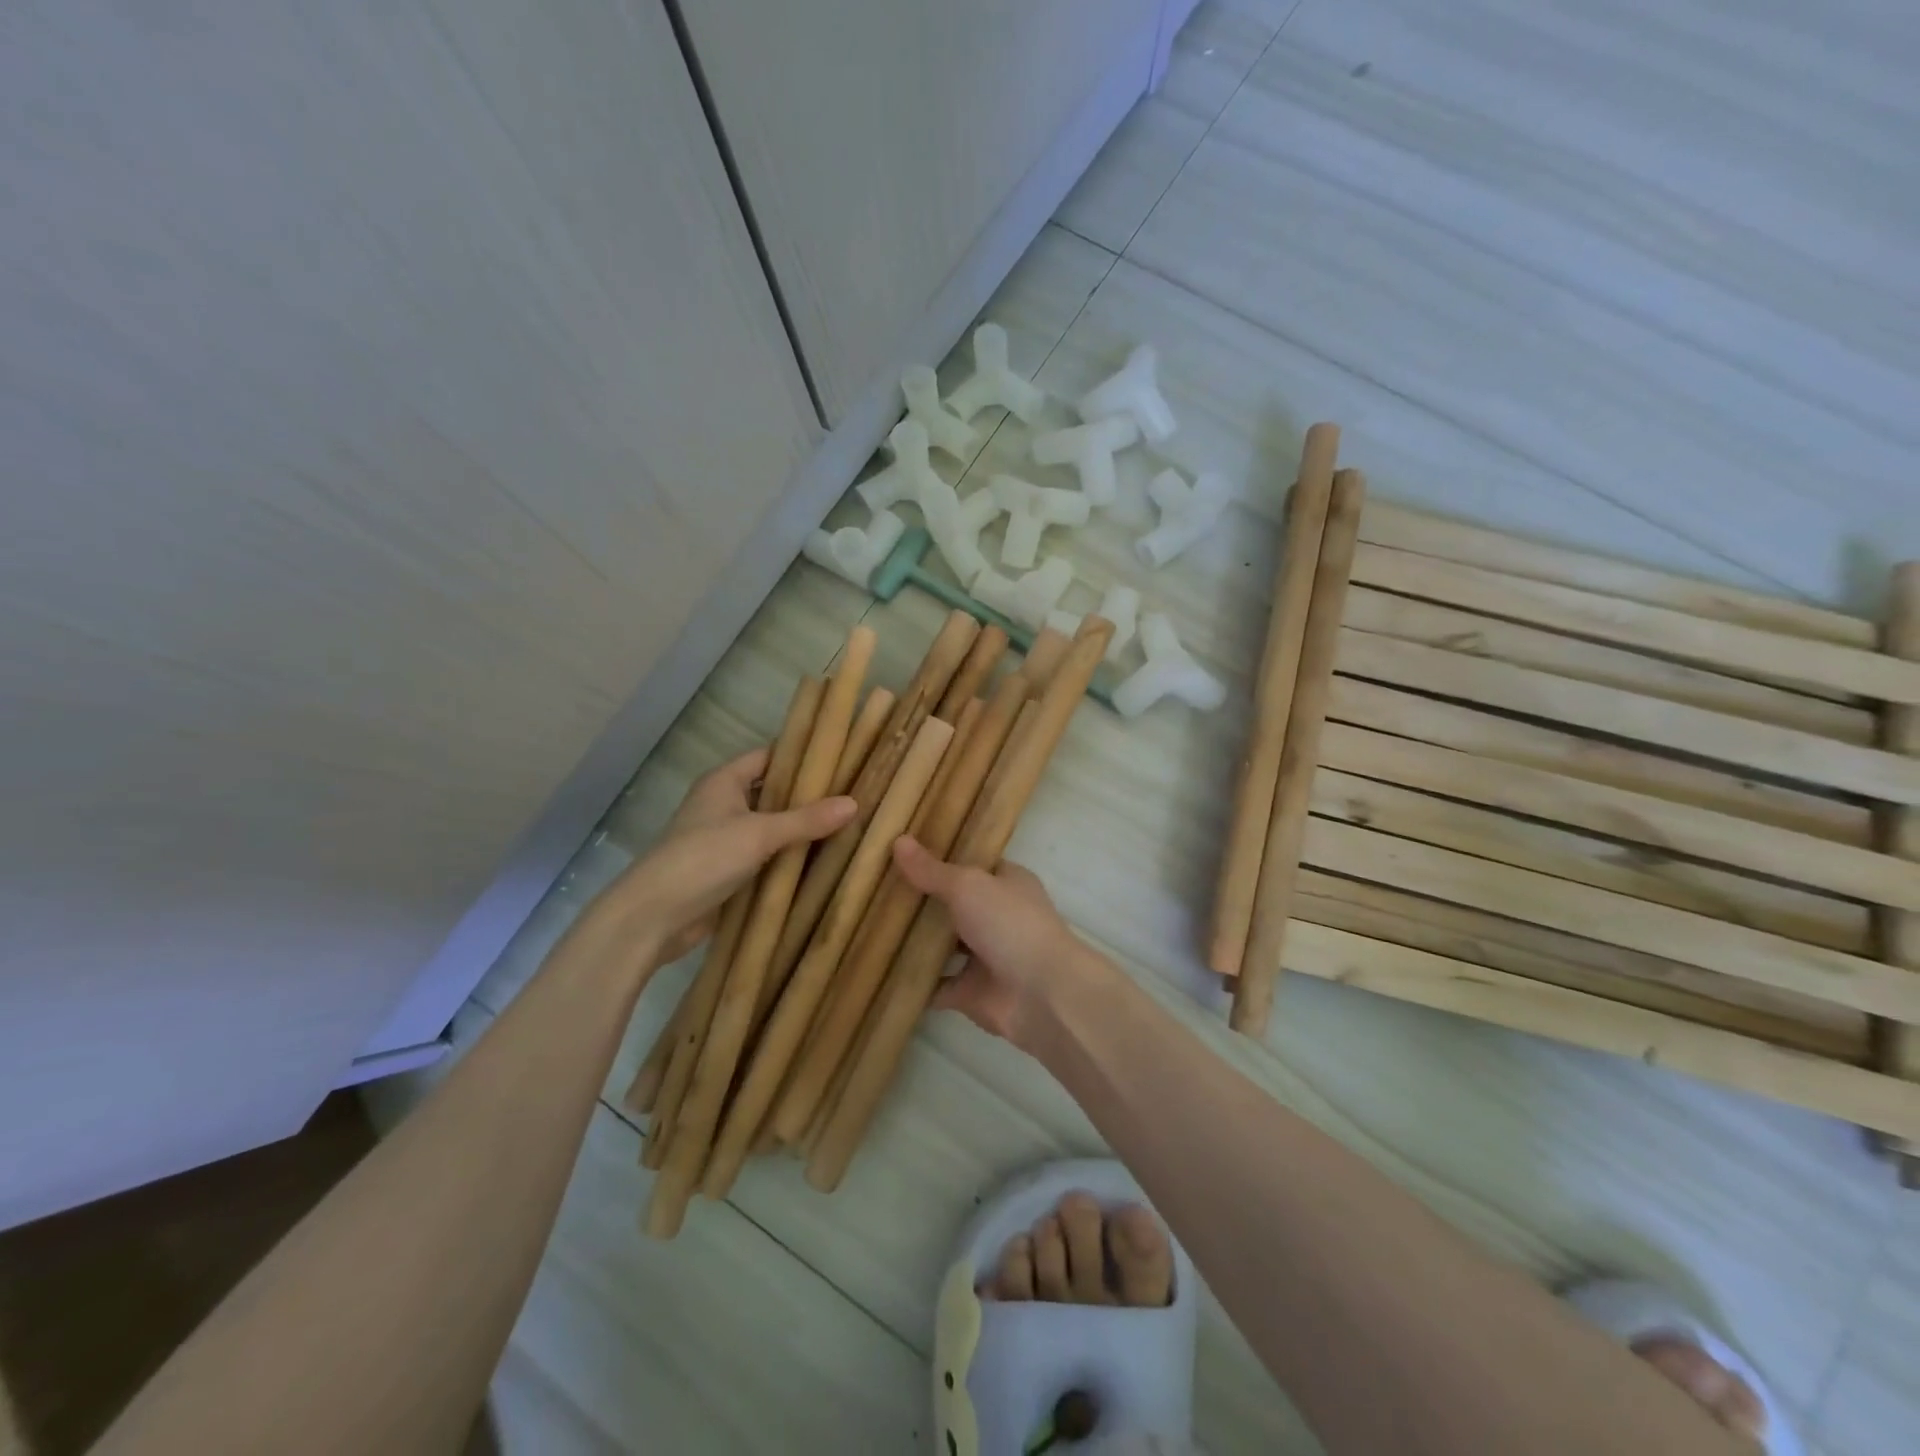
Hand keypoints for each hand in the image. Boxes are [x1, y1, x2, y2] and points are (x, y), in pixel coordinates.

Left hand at [618, 748, 854, 965]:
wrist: (653, 917)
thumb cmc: (703, 859)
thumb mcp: (759, 834)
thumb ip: (806, 820)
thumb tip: (854, 803)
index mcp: (725, 782)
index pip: (769, 756)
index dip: (802, 755)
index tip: (842, 758)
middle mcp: (724, 804)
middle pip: (773, 793)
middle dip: (809, 796)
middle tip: (854, 794)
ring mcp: (726, 840)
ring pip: (772, 827)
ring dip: (802, 830)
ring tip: (850, 825)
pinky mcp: (729, 871)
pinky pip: (767, 857)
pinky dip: (790, 858)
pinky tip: (824, 861)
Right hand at [891, 835, 1100, 1050]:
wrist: (1042, 995)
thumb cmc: (1010, 925)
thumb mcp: (968, 886)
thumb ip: (932, 870)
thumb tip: (898, 840)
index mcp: (1006, 883)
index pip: (971, 863)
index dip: (940, 857)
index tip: (901, 850)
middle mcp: (997, 916)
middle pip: (952, 904)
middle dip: (920, 900)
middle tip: (873, 886)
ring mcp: (984, 957)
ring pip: (942, 946)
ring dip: (914, 941)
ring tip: (868, 925)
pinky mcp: (971, 992)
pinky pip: (936, 986)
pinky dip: (914, 982)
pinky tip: (881, 970)